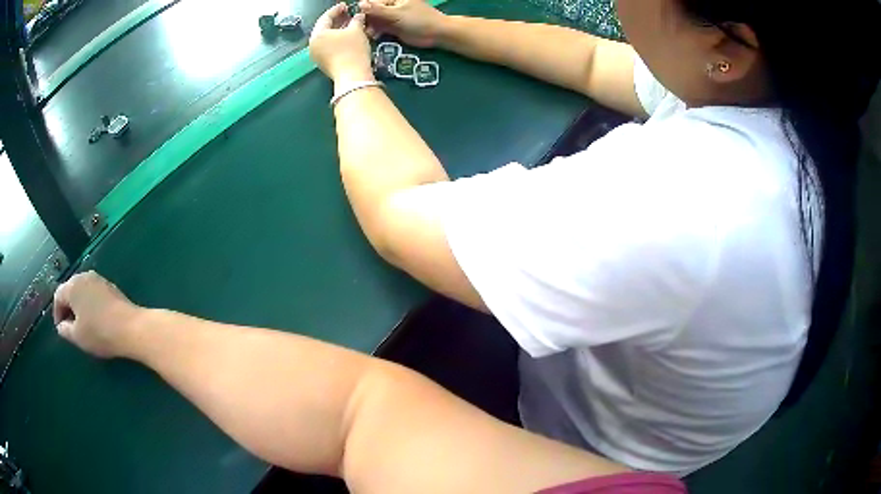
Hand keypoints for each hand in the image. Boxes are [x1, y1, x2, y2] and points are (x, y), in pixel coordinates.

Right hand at [53, 271, 142, 357]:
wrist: (130, 327)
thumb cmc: (99, 332)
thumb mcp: (77, 336)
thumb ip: (65, 330)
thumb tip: (61, 326)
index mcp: (72, 285)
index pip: (58, 296)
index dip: (57, 313)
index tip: (60, 329)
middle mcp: (84, 276)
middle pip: (70, 290)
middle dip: (67, 308)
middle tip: (69, 326)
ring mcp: (98, 279)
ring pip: (82, 291)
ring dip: (79, 306)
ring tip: (82, 325)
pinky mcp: (110, 286)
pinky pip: (94, 294)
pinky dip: (90, 305)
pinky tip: (95, 320)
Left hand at [309, 3, 373, 82]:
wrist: (352, 77)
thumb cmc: (352, 50)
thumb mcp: (356, 31)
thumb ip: (356, 20)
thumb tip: (358, 16)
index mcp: (317, 35)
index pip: (325, 17)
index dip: (336, 10)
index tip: (345, 6)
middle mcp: (313, 45)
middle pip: (324, 28)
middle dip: (337, 20)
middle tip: (347, 14)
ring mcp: (317, 55)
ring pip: (327, 38)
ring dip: (338, 30)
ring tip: (350, 25)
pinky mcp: (323, 63)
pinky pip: (329, 47)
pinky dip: (337, 40)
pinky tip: (347, 38)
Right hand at [360, 0, 446, 47]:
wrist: (437, 33)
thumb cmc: (419, 19)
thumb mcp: (397, 13)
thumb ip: (378, 10)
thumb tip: (360, 4)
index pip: (373, 2)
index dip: (364, 10)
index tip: (356, 18)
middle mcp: (391, 7)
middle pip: (373, 12)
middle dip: (366, 20)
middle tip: (362, 28)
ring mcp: (392, 18)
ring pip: (375, 21)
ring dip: (370, 27)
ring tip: (368, 34)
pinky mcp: (394, 29)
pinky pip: (381, 29)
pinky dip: (376, 33)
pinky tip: (373, 36)